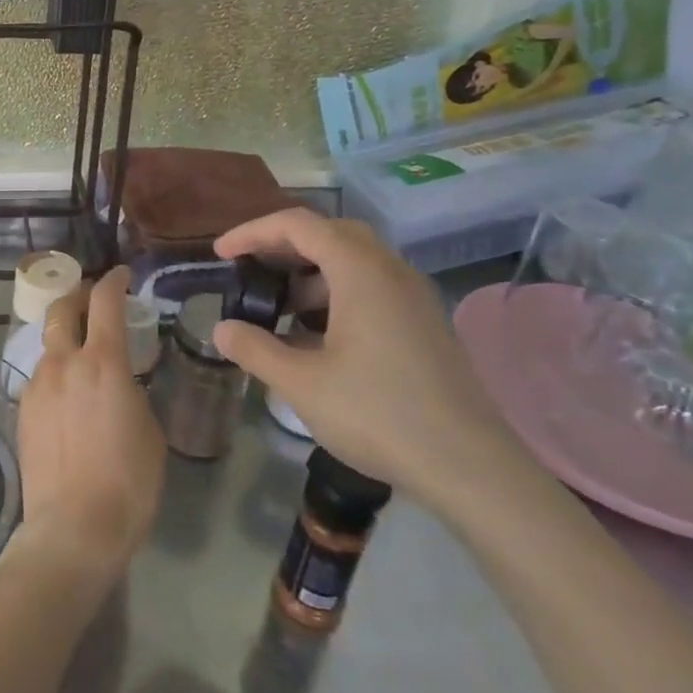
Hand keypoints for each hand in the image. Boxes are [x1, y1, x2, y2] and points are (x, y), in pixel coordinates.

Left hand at [18, 267, 165, 584]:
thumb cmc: (127, 482)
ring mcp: (37, 386)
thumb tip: (121, 385)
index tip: (121, 275)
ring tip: (82, 358)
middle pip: (61, 309)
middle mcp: (64, 363)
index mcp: (102, 362)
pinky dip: (55, 373)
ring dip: (65, 340)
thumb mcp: (149, 431)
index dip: (113, 280)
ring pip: (48, 345)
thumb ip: (132, 393)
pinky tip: (67, 398)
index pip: (105, 302)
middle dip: (77, 296)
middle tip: (93, 301)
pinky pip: (40, 378)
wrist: (73, 529)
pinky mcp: (22, 411)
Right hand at [212, 209, 531, 514]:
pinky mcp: (424, 321)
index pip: (297, 225)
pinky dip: (336, 291)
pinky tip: (319, 334)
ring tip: (279, 306)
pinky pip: (372, 284)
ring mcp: (413, 295)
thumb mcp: (303, 384)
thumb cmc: (379, 415)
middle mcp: (390, 269)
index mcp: (360, 271)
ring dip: (311, 271)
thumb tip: (221, 329)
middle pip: (328, 232)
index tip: (221, 254)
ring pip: (353, 259)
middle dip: (283, 244)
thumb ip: (255, 349)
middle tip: (250, 268)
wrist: (470, 467)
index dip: (253, 232)